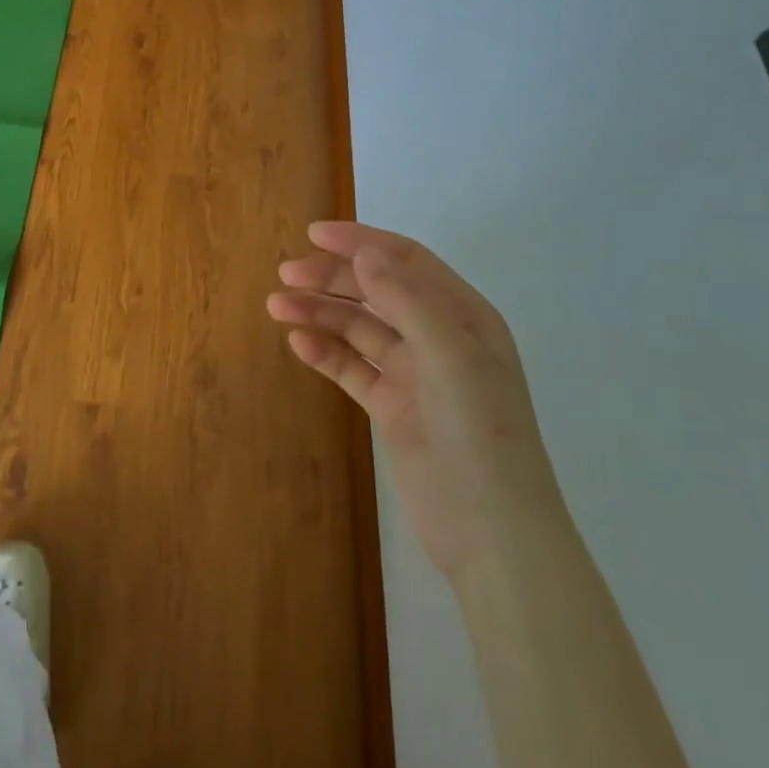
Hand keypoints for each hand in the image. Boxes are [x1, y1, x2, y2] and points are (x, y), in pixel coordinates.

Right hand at [268, 221, 567, 582]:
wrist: (491, 532)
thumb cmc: (479, 433)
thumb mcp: (450, 357)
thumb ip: (407, 300)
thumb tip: (365, 253)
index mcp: (463, 317)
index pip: (406, 262)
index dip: (361, 242)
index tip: (313, 234)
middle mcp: (438, 338)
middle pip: (377, 291)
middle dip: (332, 278)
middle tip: (285, 275)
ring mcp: (414, 374)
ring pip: (359, 329)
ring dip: (320, 313)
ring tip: (277, 307)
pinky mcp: (393, 407)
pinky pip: (353, 368)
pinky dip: (326, 352)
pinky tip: (298, 344)